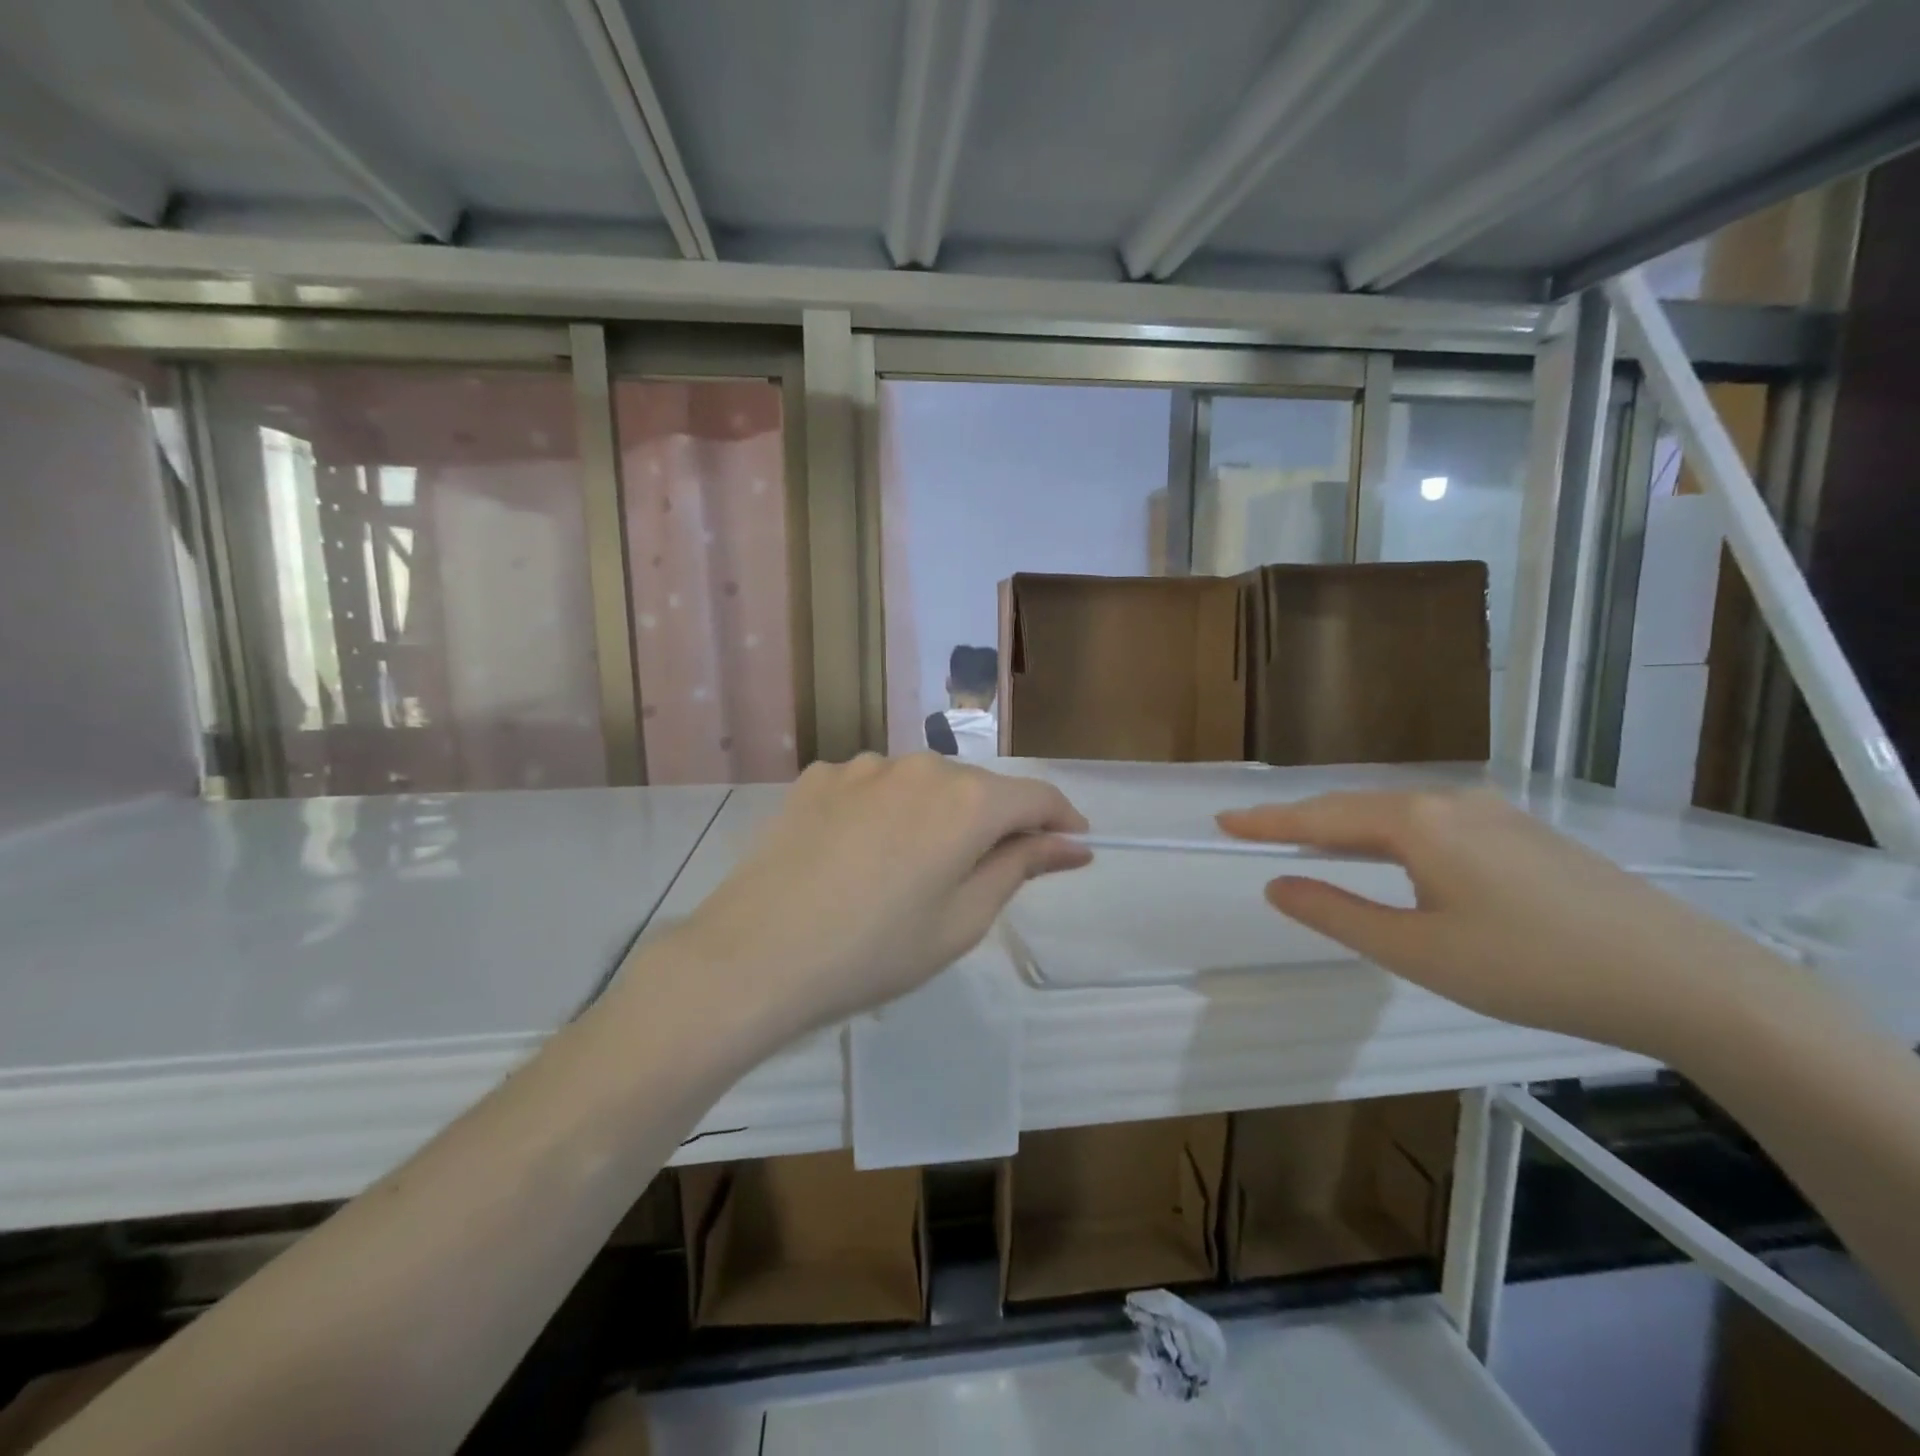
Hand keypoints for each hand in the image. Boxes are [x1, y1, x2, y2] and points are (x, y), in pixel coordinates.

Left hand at [665, 754, 1089, 1033]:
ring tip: (913, 870)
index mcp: (965, 801)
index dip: (1061, 819)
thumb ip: (1020, 868)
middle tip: (987, 874)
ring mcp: (862, 766)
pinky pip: (873, 787)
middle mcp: (919, 766)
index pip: (1035, 796)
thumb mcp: (961, 921)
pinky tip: (861, 853)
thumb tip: (1072, 844)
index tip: (1073, 844)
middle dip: (996, 823)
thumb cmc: (874, 953)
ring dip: (937, 815)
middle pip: (978, 788)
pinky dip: (886, 811)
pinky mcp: (818, 777)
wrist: (754, 956)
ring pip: (923, 784)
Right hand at [1219, 789, 1788, 1057]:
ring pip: (1397, 812)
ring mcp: (1493, 812)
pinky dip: (1390, 834)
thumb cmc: (1531, 967)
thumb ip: (1337, 912)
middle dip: (1302, 820)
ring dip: (1347, 828)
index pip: (1320, 818)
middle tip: (1255, 831)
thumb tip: (1276, 884)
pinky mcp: (1523, 832)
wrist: (1685, 979)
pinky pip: (1432, 821)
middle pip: (1356, 806)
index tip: (1222, 820)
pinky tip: (1392, 856)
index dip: (1267, 821)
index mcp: (1416, 823)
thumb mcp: (1417, 951)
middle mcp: (1450, 801)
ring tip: (1311, 844)